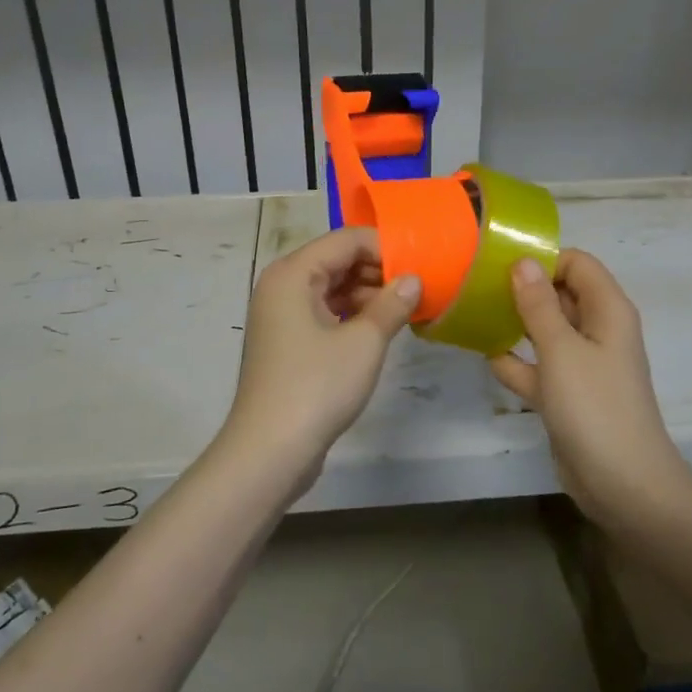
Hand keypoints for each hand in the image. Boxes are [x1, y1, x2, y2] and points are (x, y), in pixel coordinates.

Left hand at [222, 228, 419, 473]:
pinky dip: (352, 316)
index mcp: (292, 273)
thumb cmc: (316, 387)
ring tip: (405, 310)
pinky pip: (324, 312)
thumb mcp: (364, 342)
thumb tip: (414, 280)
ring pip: (332, 288)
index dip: (386, 248)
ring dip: (368, 295)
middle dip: (378, 271)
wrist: (269, 451)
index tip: (422, 266)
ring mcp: (281, 315)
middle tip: (418, 289)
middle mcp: (282, 285)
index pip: (346, 240)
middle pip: (337, 261)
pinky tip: (381, 329)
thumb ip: (392, 304)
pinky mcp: (287, 341)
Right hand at [491, 251, 691, 524]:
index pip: (577, 264)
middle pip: (560, 294)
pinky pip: (539, 366)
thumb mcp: (561, 350)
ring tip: (474, 312)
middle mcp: (597, 330)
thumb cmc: (595, 406)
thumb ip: (539, 305)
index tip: (501, 263)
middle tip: (477, 284)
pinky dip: (516, 361)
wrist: (623, 484)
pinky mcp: (568, 394)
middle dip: (524, 288)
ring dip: (516, 322)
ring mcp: (582, 364)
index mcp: (607, 311)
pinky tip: (485, 355)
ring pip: (547, 330)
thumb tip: (523, 261)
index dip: (544, 259)